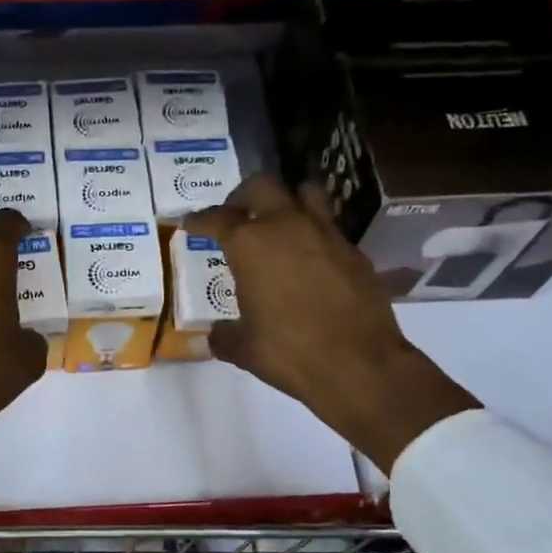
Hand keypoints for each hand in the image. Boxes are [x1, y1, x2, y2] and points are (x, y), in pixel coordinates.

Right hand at [188, 174, 477, 470]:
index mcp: (250, 245)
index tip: (191, 223)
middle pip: (261, 187)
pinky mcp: (354, 252)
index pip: (217, 218)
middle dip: (242, 197)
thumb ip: (225, 335)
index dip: (200, 219)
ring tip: (278, 224)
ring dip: (287, 201)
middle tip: (235, 215)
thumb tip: (217, 333)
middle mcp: (287, 226)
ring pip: (304, 193)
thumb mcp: (243, 348)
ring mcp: (326, 235)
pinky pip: (328, 228)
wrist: (360, 365)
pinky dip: (313, 235)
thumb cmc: (289, 352)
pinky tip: (310, 262)